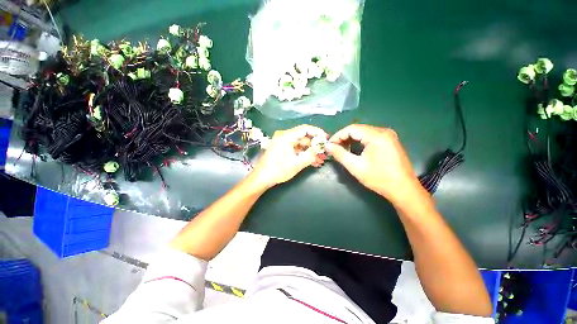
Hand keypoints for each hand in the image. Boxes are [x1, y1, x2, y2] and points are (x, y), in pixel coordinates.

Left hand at [252, 125, 327, 188]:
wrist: (262, 178)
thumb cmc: (278, 170)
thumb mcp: (297, 164)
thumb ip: (311, 154)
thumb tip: (321, 148)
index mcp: (286, 136)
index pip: (305, 129)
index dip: (317, 133)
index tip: (326, 139)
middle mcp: (284, 136)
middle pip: (304, 137)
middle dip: (315, 146)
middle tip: (324, 153)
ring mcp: (283, 143)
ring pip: (301, 144)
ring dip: (310, 152)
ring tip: (320, 160)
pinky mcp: (282, 149)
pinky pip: (296, 149)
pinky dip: (304, 154)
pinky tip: (312, 162)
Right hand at [326, 124, 424, 204]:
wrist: (403, 189)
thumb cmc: (379, 178)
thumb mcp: (355, 166)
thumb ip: (340, 154)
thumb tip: (327, 146)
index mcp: (376, 136)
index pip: (351, 129)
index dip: (338, 136)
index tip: (329, 145)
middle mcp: (384, 131)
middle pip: (358, 129)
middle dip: (344, 137)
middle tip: (334, 148)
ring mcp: (389, 136)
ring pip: (364, 132)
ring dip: (351, 139)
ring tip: (342, 149)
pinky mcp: (391, 141)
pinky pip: (371, 136)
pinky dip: (360, 141)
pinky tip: (355, 149)